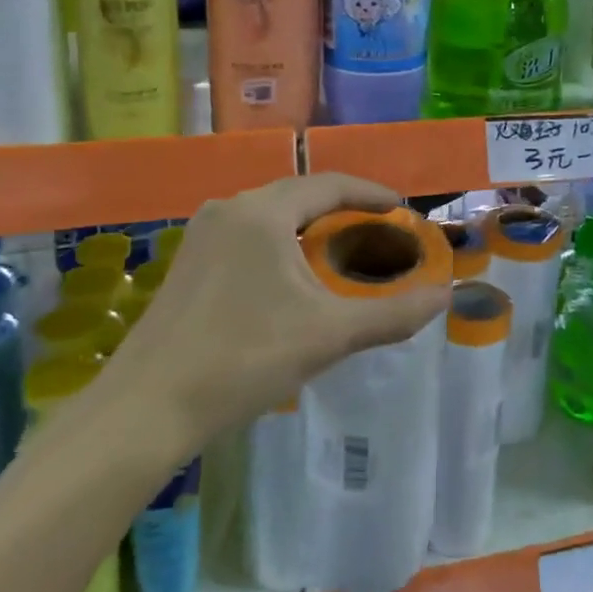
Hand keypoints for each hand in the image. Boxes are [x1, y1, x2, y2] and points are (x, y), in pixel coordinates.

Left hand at [98, 174, 448, 447]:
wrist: (146, 407)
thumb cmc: (243, 357)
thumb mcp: (328, 334)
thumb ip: (392, 313)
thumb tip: (446, 296)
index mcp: (263, 211)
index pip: (330, 184)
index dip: (371, 193)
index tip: (402, 208)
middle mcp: (230, 208)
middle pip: (299, 194)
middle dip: (342, 209)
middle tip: (378, 232)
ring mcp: (202, 234)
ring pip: (270, 215)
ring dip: (309, 226)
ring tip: (340, 252)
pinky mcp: (188, 261)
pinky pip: (247, 234)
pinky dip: (280, 243)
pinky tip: (290, 278)